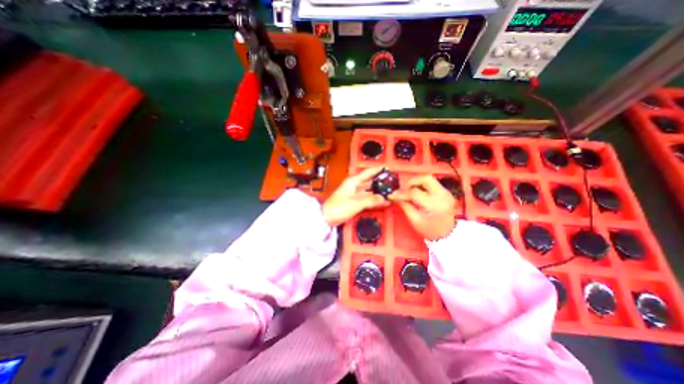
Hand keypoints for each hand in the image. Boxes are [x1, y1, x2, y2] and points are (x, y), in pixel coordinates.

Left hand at [324, 166, 393, 226]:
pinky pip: (367, 198)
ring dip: (379, 191)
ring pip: (370, 190)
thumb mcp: (355, 203)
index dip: (378, 170)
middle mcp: (355, 185)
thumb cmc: (338, 207)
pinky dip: (375, 200)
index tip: (388, 168)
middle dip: (381, 181)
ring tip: (391, 192)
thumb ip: (370, 200)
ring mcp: (355, 194)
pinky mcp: (355, 202)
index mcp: (353, 181)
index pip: (368, 172)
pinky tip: (384, 202)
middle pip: (370, 181)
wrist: (326, 217)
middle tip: (393, 182)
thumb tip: (383, 198)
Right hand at [390, 174, 452, 238]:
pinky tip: (417, 192)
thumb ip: (404, 206)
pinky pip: (433, 183)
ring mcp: (446, 192)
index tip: (392, 195)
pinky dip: (423, 185)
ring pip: (429, 178)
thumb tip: (394, 196)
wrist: (448, 235)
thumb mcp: (414, 220)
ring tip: (409, 190)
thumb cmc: (429, 230)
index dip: (402, 193)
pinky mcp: (446, 192)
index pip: (415, 192)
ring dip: (417, 182)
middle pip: (425, 178)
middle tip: (404, 189)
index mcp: (434, 205)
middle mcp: (442, 195)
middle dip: (411, 181)